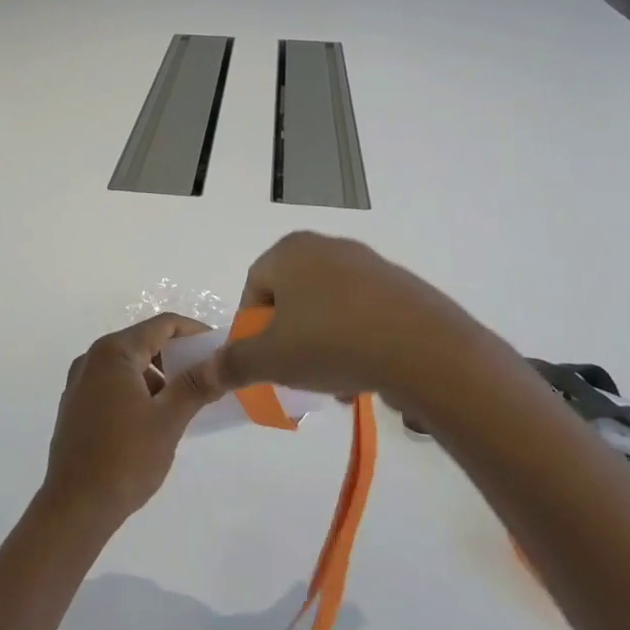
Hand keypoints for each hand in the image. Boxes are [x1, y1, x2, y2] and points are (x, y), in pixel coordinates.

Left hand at [39, 315, 221, 534]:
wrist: (74, 509)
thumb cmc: (125, 459)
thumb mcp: (168, 420)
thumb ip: (197, 385)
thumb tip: (223, 361)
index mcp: (113, 352)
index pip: (162, 325)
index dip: (194, 332)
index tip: (219, 349)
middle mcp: (92, 358)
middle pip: (144, 342)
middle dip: (177, 356)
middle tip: (207, 376)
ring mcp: (80, 383)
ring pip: (129, 365)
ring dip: (159, 376)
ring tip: (184, 402)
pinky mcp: (76, 406)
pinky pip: (114, 384)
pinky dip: (138, 390)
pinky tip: (154, 418)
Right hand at [180, 233, 504, 411]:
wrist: (422, 348)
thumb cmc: (330, 342)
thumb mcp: (270, 359)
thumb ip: (234, 363)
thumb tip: (207, 370)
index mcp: (289, 251)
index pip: (253, 288)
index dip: (250, 329)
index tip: (260, 363)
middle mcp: (327, 246)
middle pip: (292, 298)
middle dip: (288, 340)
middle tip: (293, 375)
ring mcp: (368, 264)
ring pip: (328, 309)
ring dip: (321, 345)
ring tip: (332, 383)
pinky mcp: (400, 286)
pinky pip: (362, 314)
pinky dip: (355, 341)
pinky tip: (363, 375)